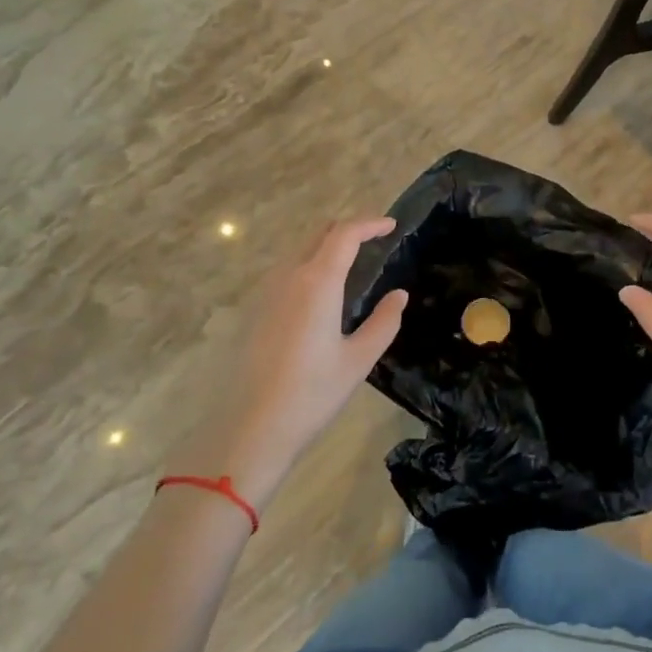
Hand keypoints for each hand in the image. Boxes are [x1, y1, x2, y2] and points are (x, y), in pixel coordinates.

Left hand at [194, 218, 407, 509]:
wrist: (252, 428)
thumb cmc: (312, 393)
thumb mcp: (359, 359)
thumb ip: (384, 322)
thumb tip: (399, 295)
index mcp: (318, 283)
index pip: (345, 234)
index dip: (370, 223)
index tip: (391, 225)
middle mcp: (290, 277)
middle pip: (320, 234)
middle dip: (349, 229)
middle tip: (376, 240)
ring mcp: (269, 292)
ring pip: (301, 251)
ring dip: (328, 246)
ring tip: (354, 262)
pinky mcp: (258, 310)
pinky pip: (288, 271)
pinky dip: (312, 264)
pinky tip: (324, 291)